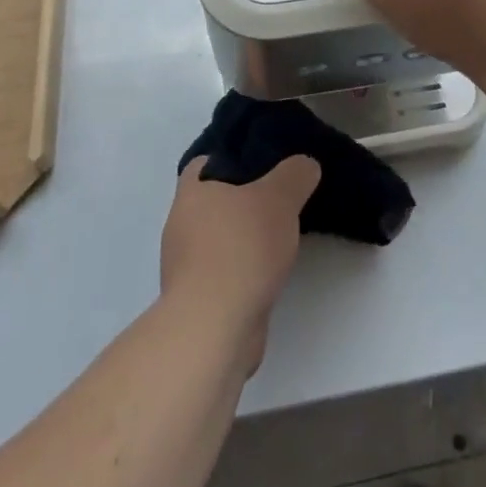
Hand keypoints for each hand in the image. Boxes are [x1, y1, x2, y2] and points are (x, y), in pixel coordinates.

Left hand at [160, 155, 320, 368]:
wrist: (214, 328)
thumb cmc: (241, 248)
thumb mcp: (280, 197)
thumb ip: (295, 174)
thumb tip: (304, 165)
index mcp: (191, 193)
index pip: (205, 163)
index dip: (233, 158)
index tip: (264, 163)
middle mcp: (181, 225)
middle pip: (214, 201)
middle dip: (243, 201)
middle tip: (280, 198)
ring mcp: (185, 266)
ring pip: (219, 239)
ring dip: (244, 239)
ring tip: (280, 237)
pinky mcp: (197, 301)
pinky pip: (223, 272)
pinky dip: (243, 270)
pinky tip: (268, 273)